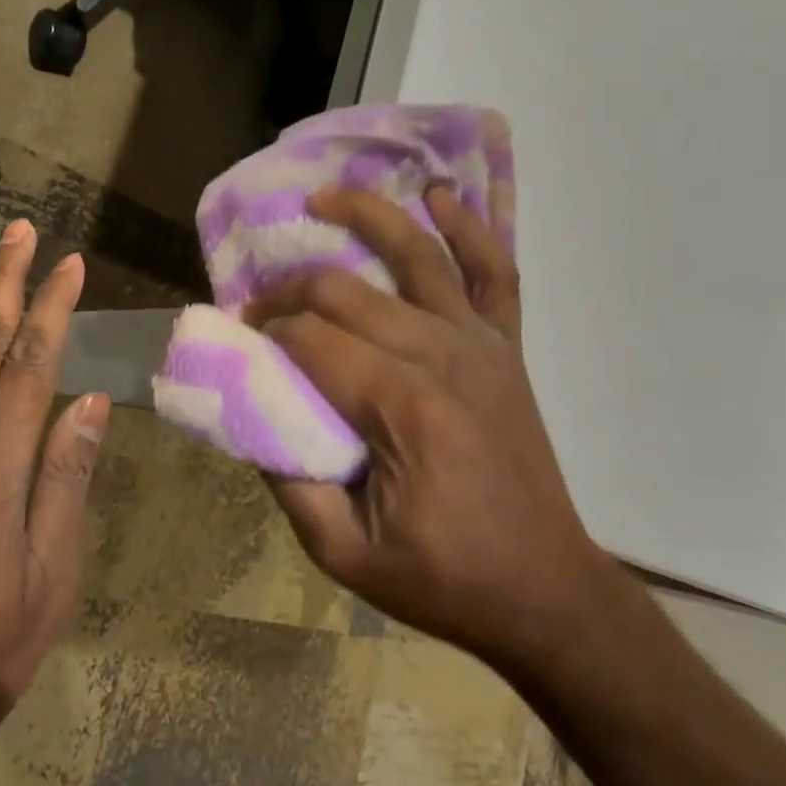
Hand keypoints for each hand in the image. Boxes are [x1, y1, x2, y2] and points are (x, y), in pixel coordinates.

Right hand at [250, 188, 605, 676]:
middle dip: (293, 287)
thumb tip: (251, 415)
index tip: (241, 337)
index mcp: (401, 407)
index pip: (313, 339)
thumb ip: (289, 482)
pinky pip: (494, 272)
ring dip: (369, 216)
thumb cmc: (443, 578)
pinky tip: (441, 196)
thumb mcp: (344, 552)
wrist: (544, 588)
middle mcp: (442, 356)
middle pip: (348, 291)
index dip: (267, 330)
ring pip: (418, 255)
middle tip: (262, 303)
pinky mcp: (505, 347)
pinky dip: (469, 229)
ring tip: (325, 197)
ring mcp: (481, 344)